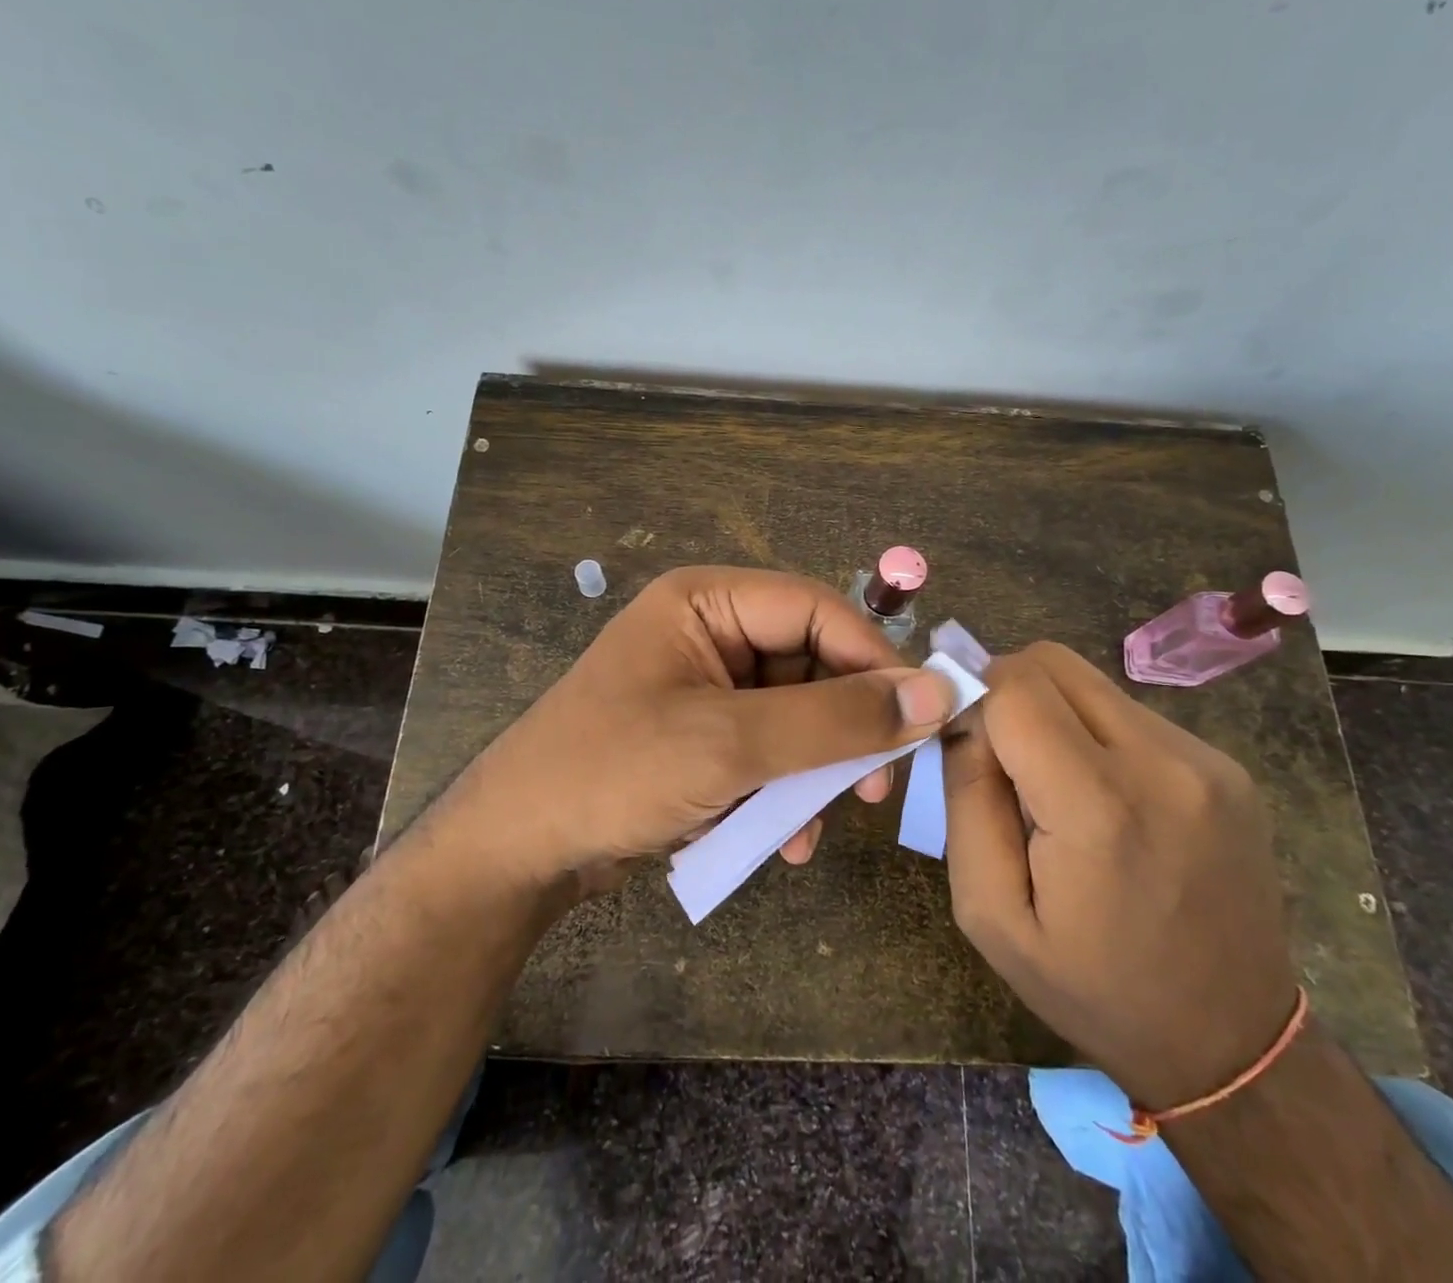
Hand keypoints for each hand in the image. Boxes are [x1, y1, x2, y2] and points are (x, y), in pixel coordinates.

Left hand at [440, 566, 958, 886]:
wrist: (515, 850)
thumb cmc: (614, 773)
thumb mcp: (730, 745)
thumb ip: (835, 719)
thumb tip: (936, 694)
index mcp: (707, 602)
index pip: (817, 609)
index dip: (874, 659)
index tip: (920, 717)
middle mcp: (710, 633)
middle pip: (810, 663)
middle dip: (844, 728)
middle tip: (878, 786)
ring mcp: (704, 687)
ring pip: (795, 714)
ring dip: (814, 770)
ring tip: (819, 823)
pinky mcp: (701, 736)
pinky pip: (766, 748)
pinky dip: (781, 790)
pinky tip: (781, 839)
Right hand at [942, 642, 1299, 1109]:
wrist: (1232, 1043)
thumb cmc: (1092, 988)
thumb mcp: (989, 913)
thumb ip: (966, 799)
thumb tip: (964, 718)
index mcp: (1098, 806)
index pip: (1014, 685)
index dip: (974, 699)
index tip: (965, 743)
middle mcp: (1163, 762)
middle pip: (1053, 662)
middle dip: (1009, 691)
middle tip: (1002, 757)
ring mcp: (1206, 760)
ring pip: (1092, 683)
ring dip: (1056, 714)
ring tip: (1057, 787)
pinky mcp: (1229, 766)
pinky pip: (1132, 713)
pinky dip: (1098, 735)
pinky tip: (1106, 799)